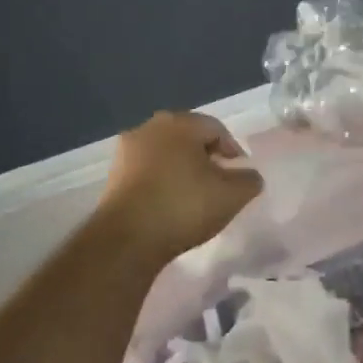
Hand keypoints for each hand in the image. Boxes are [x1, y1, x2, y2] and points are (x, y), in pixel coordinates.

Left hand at [97, 112, 263, 263]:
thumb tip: (249, 175)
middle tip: (219, 184)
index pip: (217, 129)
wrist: (126, 239)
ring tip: (195, 196)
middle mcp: (150, 127)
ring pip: (166, 154)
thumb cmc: (184, 206)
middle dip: (207, 158)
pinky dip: (163, 181)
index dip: (233, 152)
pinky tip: (170, 204)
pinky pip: (148, 171)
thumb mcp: (232, 196)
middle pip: (189, 138)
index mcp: (180, 123)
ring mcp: (127, 151)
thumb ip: (249, 180)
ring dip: (183, 170)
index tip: (240, 176)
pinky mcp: (113, 175)